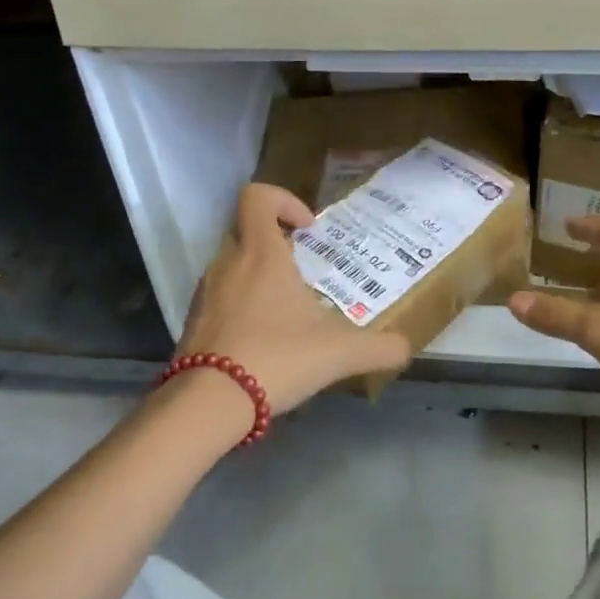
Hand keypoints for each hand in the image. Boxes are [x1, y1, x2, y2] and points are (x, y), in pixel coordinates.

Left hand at [178, 183, 410, 414]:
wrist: (211, 402)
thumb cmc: (278, 358)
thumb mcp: (341, 353)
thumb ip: (380, 348)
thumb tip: (406, 348)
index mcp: (261, 254)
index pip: (257, 196)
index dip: (283, 200)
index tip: (308, 230)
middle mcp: (228, 263)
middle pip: (246, 231)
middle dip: (276, 244)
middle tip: (303, 272)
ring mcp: (205, 293)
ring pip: (232, 267)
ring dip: (258, 278)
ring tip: (287, 312)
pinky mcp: (193, 322)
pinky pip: (220, 299)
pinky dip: (241, 308)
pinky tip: (263, 341)